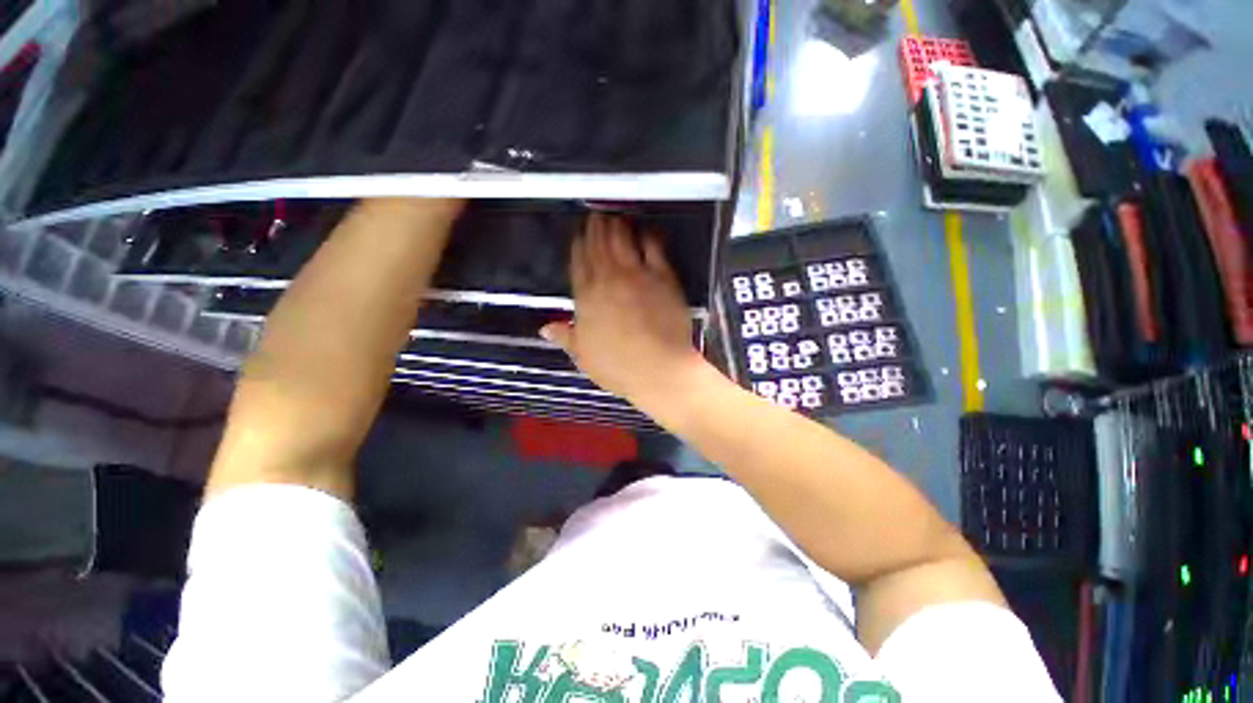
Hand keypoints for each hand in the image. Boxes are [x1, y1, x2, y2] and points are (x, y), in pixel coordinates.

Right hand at [541, 214, 704, 404]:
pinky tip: (645, 231)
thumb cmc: (618, 367)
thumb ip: (565, 337)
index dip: (578, 247)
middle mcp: (608, 280)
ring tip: (615, 216)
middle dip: (595, 228)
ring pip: (622, 241)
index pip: (578, 264)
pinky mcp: (662, 277)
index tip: (579, 236)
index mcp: (586, 299)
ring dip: (617, 226)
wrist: (657, 368)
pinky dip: (648, 237)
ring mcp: (635, 276)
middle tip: (595, 215)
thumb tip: (545, 329)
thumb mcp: (583, 356)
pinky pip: (653, 248)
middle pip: (598, 246)